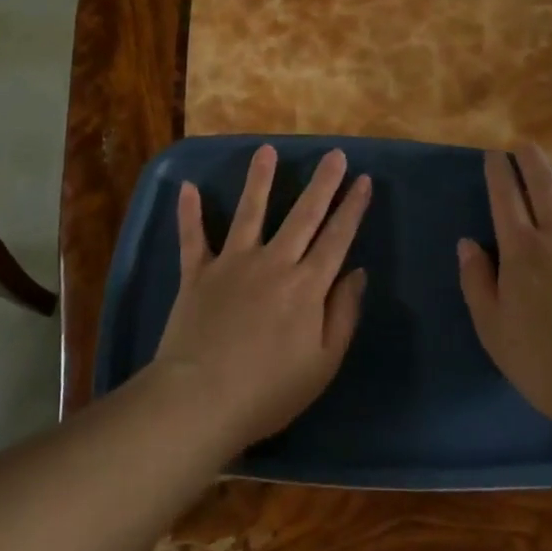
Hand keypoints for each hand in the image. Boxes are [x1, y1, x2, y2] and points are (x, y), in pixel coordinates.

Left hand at [152, 145, 370, 452]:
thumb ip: (343, 314)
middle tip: (334, 154)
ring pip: (250, 212)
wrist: (201, 400)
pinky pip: (193, 238)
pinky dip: (189, 213)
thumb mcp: (323, 363)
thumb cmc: (269, 391)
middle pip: (303, 215)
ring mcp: (233, 263)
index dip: (353, 208)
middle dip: (322, 183)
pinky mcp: (198, 273)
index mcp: (307, 286)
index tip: (364, 180)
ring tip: (266, 150)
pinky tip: (187, 187)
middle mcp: (273, 263)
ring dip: (259, 180)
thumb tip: (357, 272)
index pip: (337, 238)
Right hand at [458, 144, 551, 430]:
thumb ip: (476, 280)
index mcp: (522, 249)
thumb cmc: (540, 360)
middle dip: (533, 160)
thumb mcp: (491, 326)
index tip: (494, 154)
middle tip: (526, 146)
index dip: (498, 171)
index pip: (505, 196)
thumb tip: (468, 244)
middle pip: (546, 185)